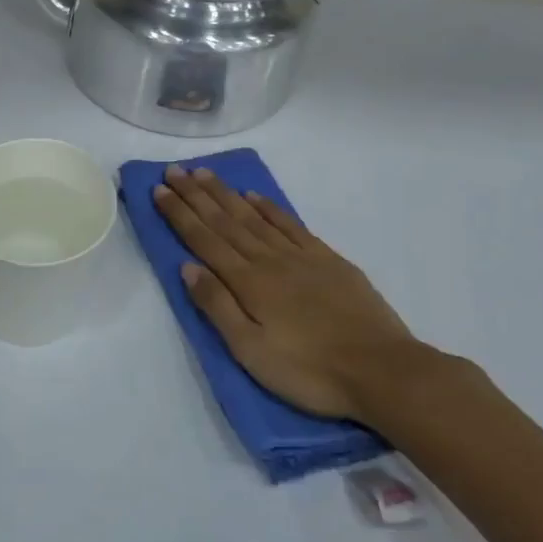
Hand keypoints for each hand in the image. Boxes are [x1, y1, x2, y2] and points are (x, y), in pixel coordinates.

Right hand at [152, 165, 442, 422]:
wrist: (383, 371)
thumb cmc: (309, 370)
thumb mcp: (251, 351)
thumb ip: (217, 306)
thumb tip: (187, 268)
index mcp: (247, 282)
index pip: (204, 240)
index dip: (179, 214)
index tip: (159, 190)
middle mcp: (269, 260)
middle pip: (225, 221)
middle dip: (196, 195)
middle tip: (174, 170)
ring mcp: (301, 257)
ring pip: (254, 217)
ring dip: (226, 194)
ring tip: (205, 173)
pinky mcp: (328, 261)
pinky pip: (290, 225)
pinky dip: (269, 208)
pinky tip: (255, 197)